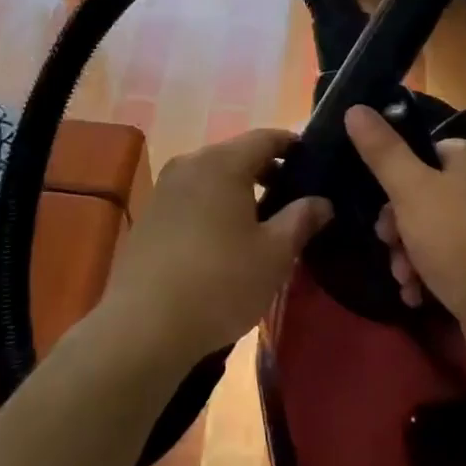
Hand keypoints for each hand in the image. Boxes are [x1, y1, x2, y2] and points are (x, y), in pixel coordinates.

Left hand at [96, 129, 330, 370]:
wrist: (143, 327)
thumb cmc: (220, 283)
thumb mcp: (274, 255)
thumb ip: (301, 220)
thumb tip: (322, 202)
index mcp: (223, 162)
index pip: (266, 137)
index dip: (293, 146)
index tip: (314, 163)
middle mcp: (190, 164)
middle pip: (237, 155)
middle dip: (267, 172)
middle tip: (294, 199)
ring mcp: (164, 190)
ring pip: (212, 178)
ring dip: (239, 192)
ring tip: (262, 223)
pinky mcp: (149, 217)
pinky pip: (192, 198)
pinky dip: (214, 207)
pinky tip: (225, 241)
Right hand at [344, 105, 465, 371]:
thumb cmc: (459, 238)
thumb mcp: (411, 189)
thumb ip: (382, 150)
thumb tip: (356, 108)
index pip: (424, 152)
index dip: (396, 178)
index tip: (379, 205)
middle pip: (424, 195)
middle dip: (398, 226)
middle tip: (389, 244)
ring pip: (432, 232)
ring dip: (408, 255)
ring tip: (404, 277)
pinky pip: (450, 261)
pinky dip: (429, 275)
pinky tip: (416, 295)